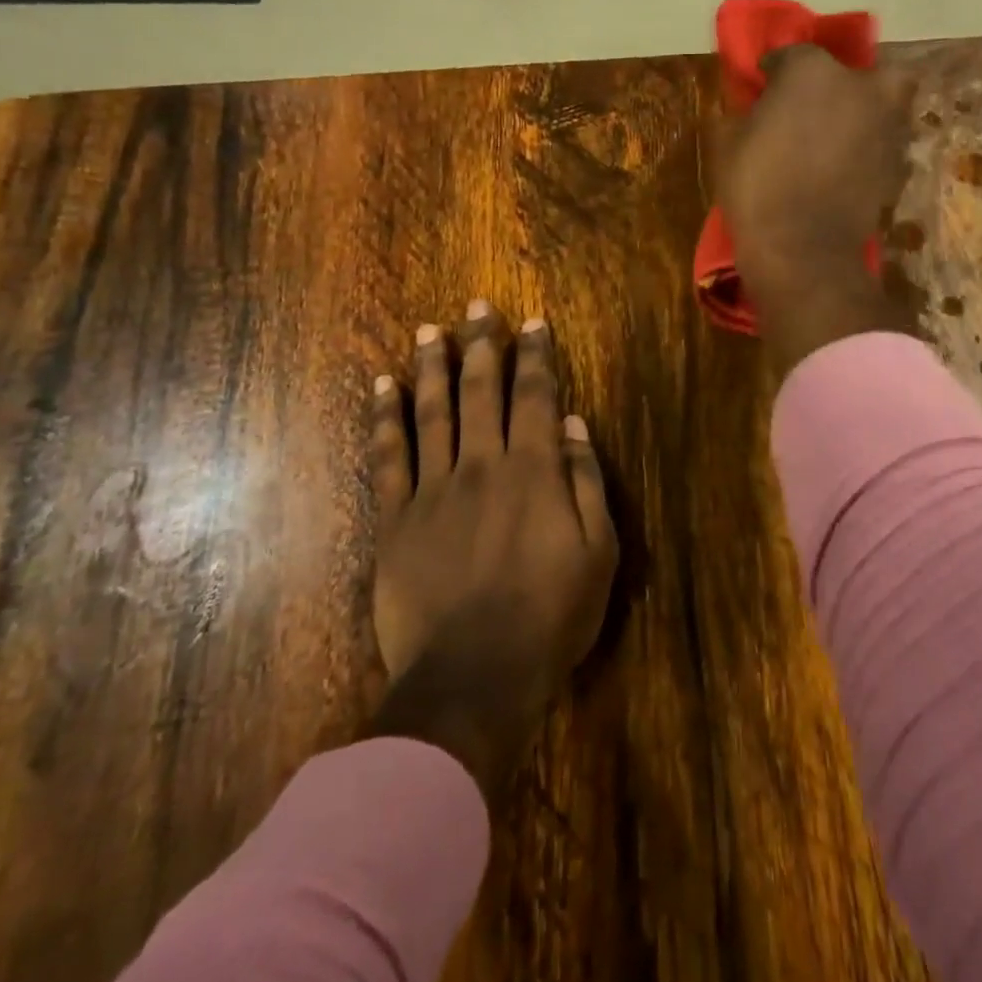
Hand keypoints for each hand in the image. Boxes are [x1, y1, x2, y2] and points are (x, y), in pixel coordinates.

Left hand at [364, 303, 616, 793]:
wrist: (475, 676)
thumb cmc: (550, 617)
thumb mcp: (598, 552)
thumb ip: (585, 481)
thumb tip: (573, 424)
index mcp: (533, 471)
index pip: (536, 397)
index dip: (535, 356)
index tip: (532, 323)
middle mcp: (482, 464)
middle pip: (481, 391)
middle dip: (482, 345)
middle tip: (478, 306)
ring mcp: (434, 489)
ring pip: (432, 412)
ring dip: (433, 366)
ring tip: (430, 329)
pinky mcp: (396, 519)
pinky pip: (388, 457)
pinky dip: (385, 418)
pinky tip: (382, 387)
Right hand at [717, 46, 912, 367]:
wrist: (802, 249)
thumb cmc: (756, 187)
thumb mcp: (728, 143)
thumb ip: (744, 112)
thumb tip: (752, 108)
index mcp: (812, 71)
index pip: (792, 54)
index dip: (775, 70)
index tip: (763, 85)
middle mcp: (859, 87)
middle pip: (859, 70)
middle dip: (842, 81)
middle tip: (820, 104)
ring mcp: (886, 125)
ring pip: (884, 102)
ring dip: (864, 112)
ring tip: (837, 136)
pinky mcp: (898, 163)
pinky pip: (884, 142)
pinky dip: (870, 148)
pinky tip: (848, 166)